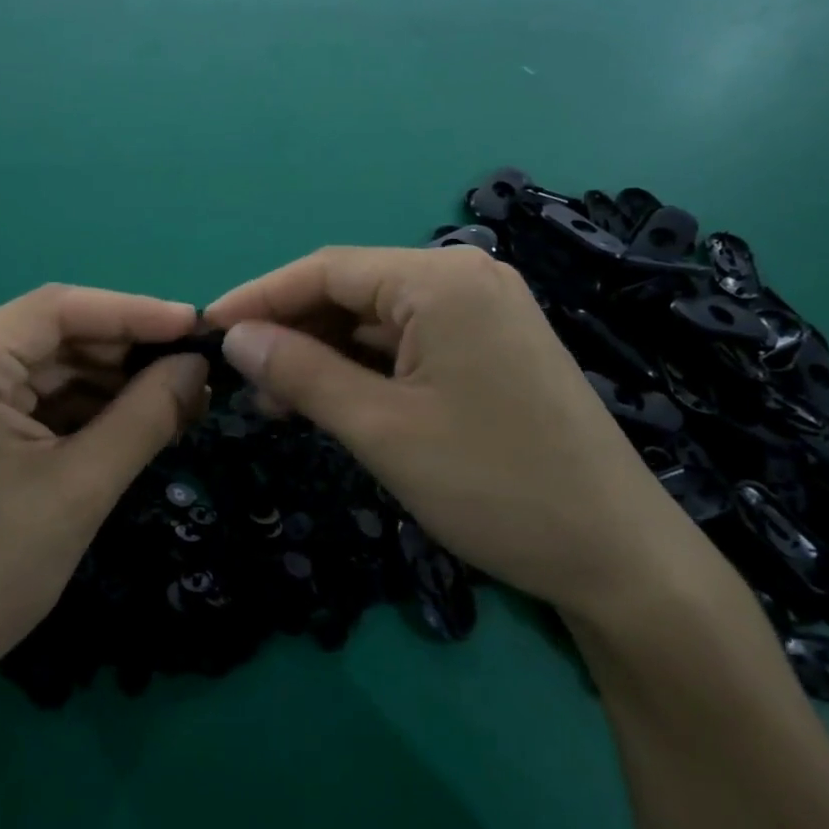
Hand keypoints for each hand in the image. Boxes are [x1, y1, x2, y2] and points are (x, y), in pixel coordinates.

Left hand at [0, 285, 207, 701]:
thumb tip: (198, 366)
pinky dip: (79, 405)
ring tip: (176, 400)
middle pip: (52, 334)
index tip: (196, 326)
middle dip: (125, 354)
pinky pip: (27, 391)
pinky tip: (130, 419)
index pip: (58, 309)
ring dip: (108, 382)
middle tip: (194, 372)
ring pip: (45, 363)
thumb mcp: (82, 488)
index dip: (134, 312)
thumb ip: (147, 414)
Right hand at [205, 246, 720, 620]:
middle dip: (292, 331)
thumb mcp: (381, 429)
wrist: (621, 559)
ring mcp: (483, 311)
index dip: (260, 297)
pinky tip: (331, 399)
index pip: (326, 270)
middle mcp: (464, 277)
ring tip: (277, 401)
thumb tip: (235, 336)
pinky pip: (409, 343)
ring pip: (377, 320)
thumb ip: (300, 372)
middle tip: (243, 380)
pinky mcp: (491, 346)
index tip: (207, 329)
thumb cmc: (494, 486)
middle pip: (352, 291)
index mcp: (441, 279)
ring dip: (324, 354)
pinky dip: (364, 368)